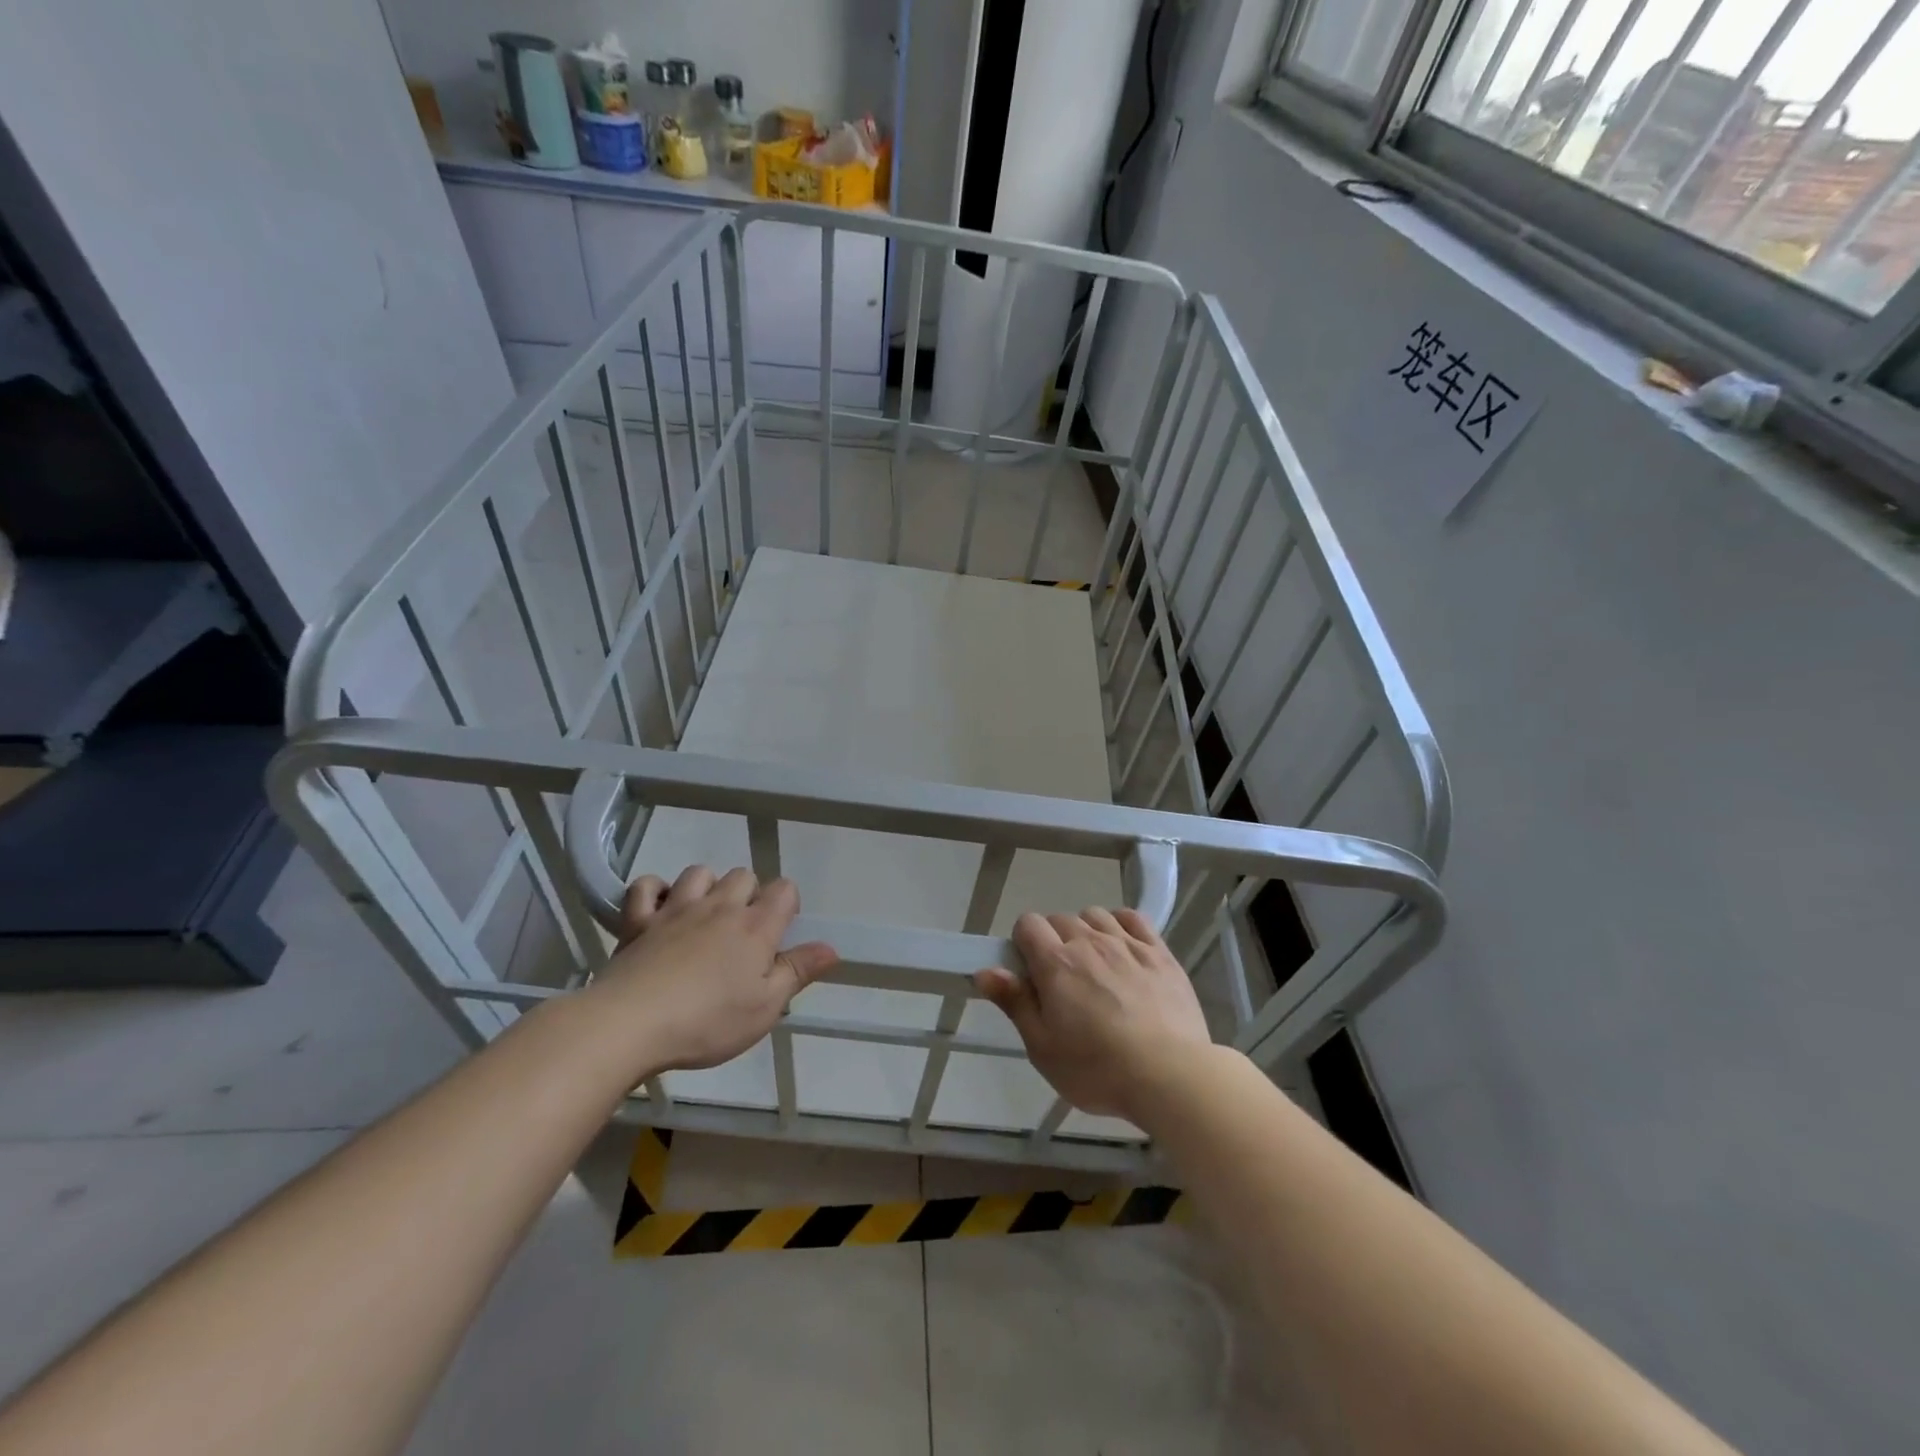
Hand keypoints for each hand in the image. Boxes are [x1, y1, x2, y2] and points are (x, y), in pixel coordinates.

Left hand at [588, 865, 837, 1072]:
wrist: (629, 1024)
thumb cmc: (707, 1021)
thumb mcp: (765, 1008)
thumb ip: (798, 972)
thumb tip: (832, 948)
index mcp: (756, 927)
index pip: (784, 889)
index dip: (788, 904)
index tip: (781, 932)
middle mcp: (720, 907)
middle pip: (743, 875)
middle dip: (749, 894)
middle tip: (743, 932)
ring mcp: (676, 909)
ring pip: (699, 872)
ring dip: (707, 886)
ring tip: (705, 917)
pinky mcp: (638, 920)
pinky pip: (646, 886)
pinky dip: (655, 891)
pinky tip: (659, 909)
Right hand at [974, 909, 1211, 1124]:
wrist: (1170, 1076)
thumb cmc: (1097, 1069)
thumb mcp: (1043, 1047)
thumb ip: (1014, 1003)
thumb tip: (985, 970)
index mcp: (1056, 963)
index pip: (1028, 924)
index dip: (1023, 944)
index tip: (1030, 974)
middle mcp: (1089, 942)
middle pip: (1060, 919)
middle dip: (1053, 941)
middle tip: (1061, 982)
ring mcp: (1128, 944)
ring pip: (1095, 915)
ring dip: (1087, 931)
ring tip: (1094, 966)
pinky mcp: (1159, 953)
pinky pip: (1133, 918)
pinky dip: (1121, 924)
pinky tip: (1123, 947)